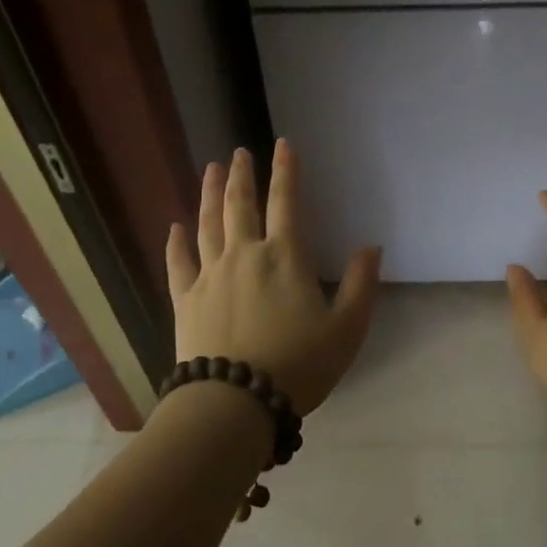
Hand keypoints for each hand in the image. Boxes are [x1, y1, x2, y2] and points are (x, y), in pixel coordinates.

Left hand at [165, 140, 382, 417]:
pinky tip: (174, 226)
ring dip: (210, 194)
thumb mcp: (347, 329)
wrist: (234, 402)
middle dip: (242, 174)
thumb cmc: (298, 365)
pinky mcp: (185, 299)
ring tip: (211, 169)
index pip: (287, 202)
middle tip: (239, 152)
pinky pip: (178, 262)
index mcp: (285, 257)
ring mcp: (210, 275)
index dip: (286, 171)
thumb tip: (372, 247)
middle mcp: (244, 254)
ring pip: (208, 224)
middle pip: (241, 204)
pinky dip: (176, 242)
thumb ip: (361, 285)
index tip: (282, 144)